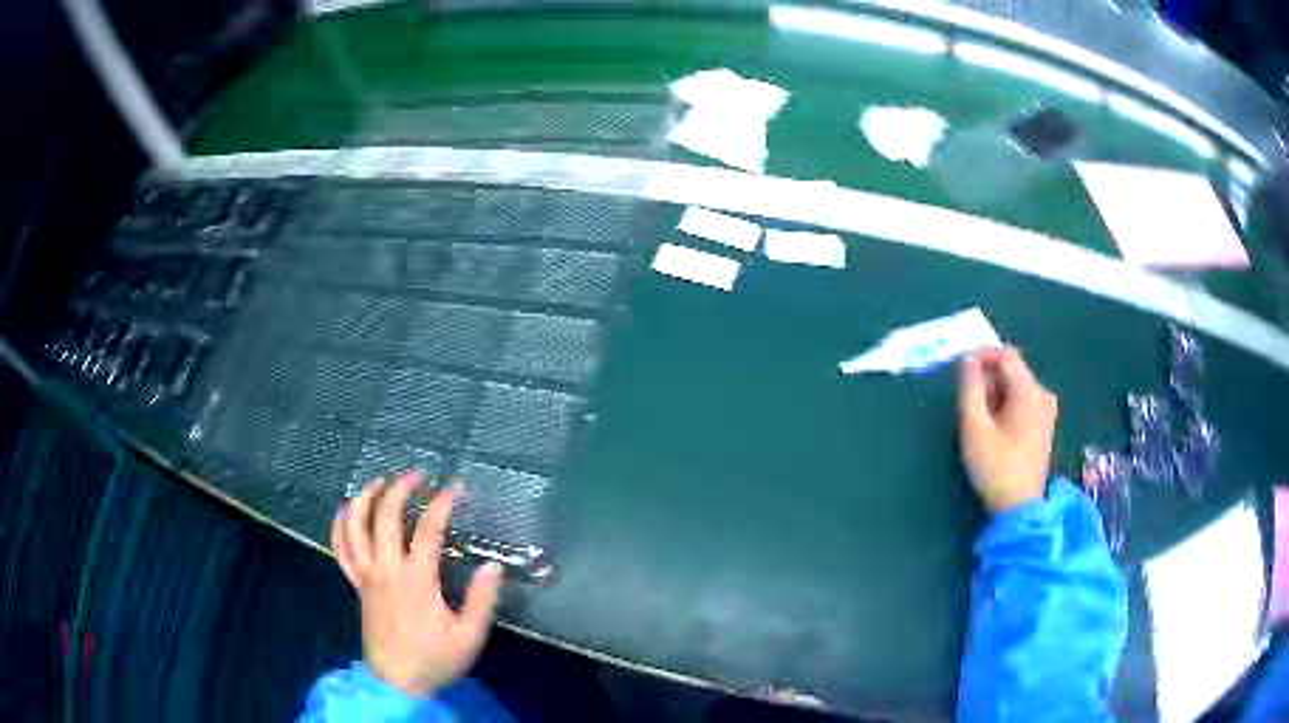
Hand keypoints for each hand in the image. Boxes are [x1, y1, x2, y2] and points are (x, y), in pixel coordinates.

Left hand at [331, 471, 503, 696]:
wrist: (396, 682)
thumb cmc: (434, 659)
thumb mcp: (469, 636)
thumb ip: (482, 601)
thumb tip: (494, 567)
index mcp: (416, 580)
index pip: (427, 531)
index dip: (442, 503)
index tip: (456, 487)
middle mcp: (386, 570)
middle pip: (384, 518)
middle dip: (399, 489)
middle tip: (416, 474)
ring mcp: (366, 576)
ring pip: (355, 528)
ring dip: (365, 499)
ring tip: (378, 481)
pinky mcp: (357, 585)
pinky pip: (340, 550)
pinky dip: (340, 526)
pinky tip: (345, 510)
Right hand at [957, 347, 1058, 513]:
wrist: (1019, 509)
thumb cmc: (996, 468)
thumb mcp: (975, 428)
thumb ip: (970, 389)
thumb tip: (967, 359)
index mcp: (1030, 391)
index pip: (1006, 354)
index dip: (981, 355)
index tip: (959, 369)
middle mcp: (1043, 394)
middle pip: (1012, 369)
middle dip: (987, 375)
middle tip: (966, 398)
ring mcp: (1046, 410)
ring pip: (1017, 385)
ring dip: (995, 391)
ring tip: (977, 414)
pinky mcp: (1044, 425)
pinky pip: (1023, 400)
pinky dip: (1005, 403)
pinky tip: (993, 425)